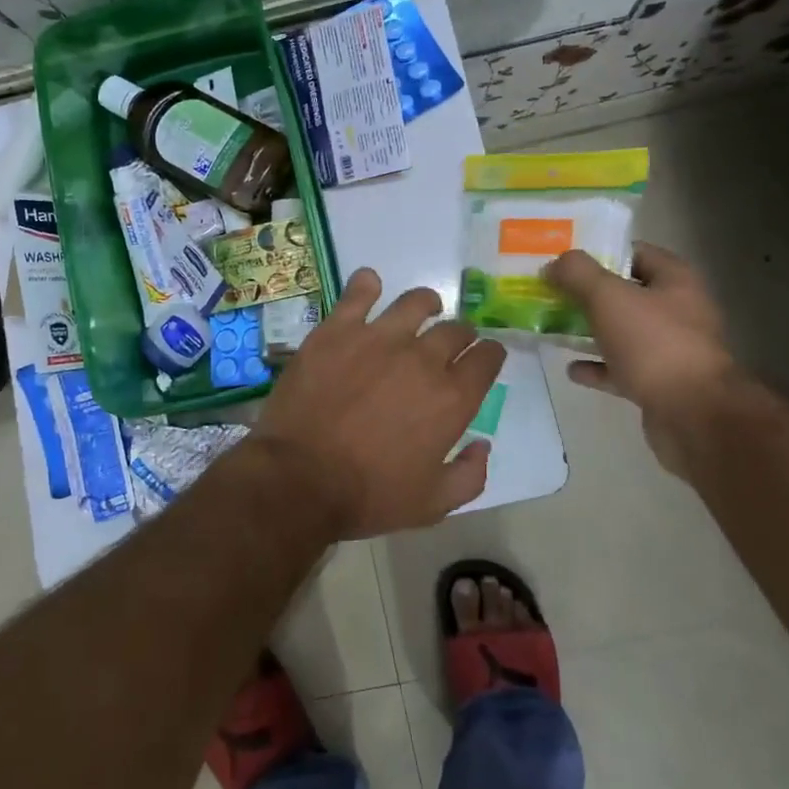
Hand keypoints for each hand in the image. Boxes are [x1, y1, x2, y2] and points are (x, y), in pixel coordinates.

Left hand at [252, 268, 506, 539]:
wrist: (299, 478)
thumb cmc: (368, 496)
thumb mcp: (432, 504)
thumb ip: (469, 475)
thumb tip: (483, 445)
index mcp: (451, 398)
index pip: (486, 360)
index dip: (489, 356)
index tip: (484, 358)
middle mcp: (422, 358)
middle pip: (455, 330)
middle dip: (462, 335)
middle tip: (452, 343)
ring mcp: (378, 338)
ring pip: (415, 303)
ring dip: (427, 304)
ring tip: (425, 308)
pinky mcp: (338, 330)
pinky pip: (359, 292)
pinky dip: (367, 284)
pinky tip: (369, 285)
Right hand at [546, 243, 739, 472]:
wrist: (693, 415)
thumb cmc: (653, 344)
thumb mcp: (608, 297)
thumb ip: (578, 274)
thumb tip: (554, 262)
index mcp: (675, 280)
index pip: (636, 253)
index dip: (601, 253)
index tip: (566, 261)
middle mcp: (678, 310)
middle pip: (627, 294)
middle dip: (589, 295)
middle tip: (552, 294)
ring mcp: (671, 350)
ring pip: (623, 332)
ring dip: (591, 331)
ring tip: (554, 329)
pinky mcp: (661, 384)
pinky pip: (622, 369)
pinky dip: (598, 367)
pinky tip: (572, 370)